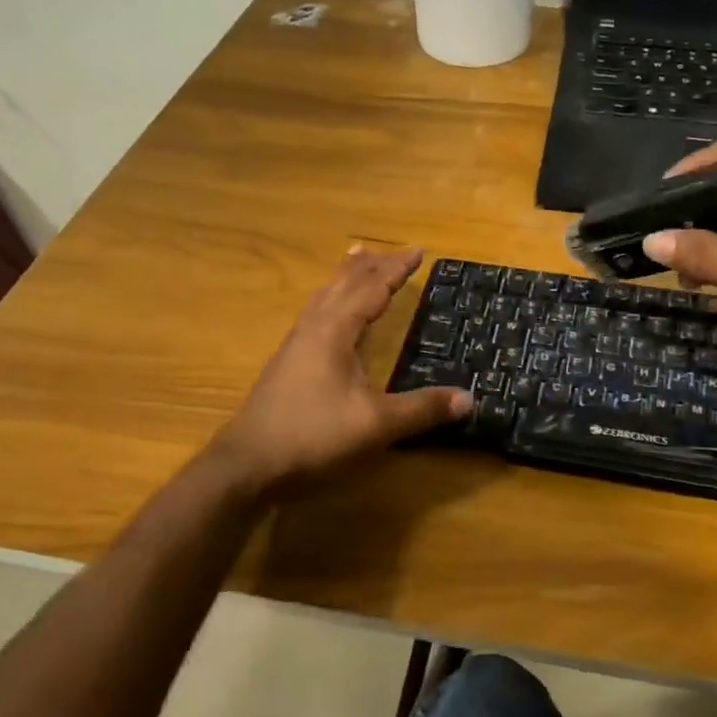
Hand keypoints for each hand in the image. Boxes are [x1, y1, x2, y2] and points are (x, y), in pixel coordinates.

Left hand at [206, 246, 470, 493]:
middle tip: (392, 251)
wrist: (246, 465)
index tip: (418, 250)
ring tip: (356, 261)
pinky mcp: (286, 365)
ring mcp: (295, 346)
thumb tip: (469, 398)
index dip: (396, 269)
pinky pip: (314, 315)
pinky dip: (331, 300)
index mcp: (334, 331)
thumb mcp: (376, 425)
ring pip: (324, 297)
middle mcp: (313, 329)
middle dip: (371, 266)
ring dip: (345, 277)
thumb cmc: (312, 436)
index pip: (372, 288)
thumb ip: (422, 409)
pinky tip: (330, 317)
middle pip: (344, 284)